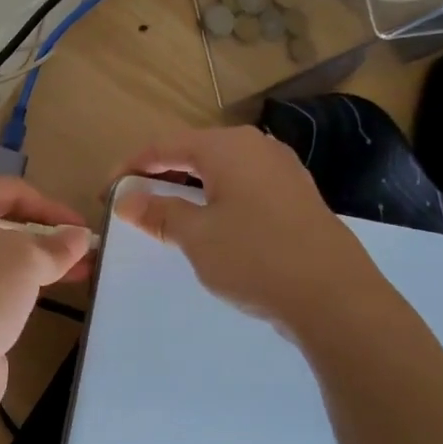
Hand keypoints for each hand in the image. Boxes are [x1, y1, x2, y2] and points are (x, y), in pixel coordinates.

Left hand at [0, 178, 91, 425]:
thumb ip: (57, 244)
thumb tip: (78, 236)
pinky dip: (18, 285)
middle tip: (83, 250)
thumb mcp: (26, 260)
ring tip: (79, 272)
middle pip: (1, 222)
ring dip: (37, 261)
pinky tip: (48, 294)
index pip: (10, 191)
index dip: (52, 206)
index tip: (83, 228)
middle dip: (46, 235)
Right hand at [116, 126, 375, 333]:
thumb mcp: (196, 236)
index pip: (166, 145)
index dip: (132, 165)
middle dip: (160, 174)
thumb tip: (126, 199)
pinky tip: (210, 224)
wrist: (335, 298)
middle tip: (132, 200)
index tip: (107, 190)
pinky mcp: (297, 198)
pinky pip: (244, 187)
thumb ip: (159, 212)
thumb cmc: (256, 257)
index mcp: (228, 147)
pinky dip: (217, 199)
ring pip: (221, 170)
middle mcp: (257, 148)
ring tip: (165, 212)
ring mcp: (283, 171)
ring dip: (189, 187)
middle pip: (195, 152)